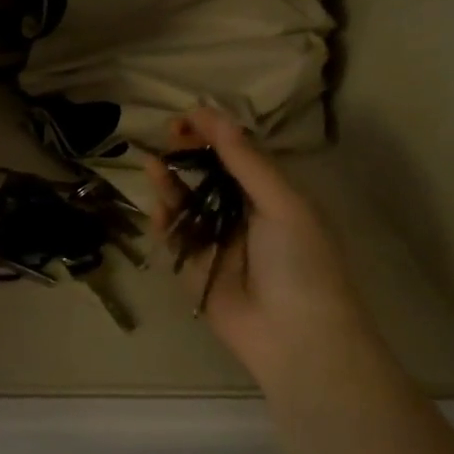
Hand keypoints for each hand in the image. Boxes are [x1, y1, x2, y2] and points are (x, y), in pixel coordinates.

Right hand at [144, 108, 370, 387]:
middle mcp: (245, 215)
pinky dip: (164, 222)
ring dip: (171, 184)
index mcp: (274, 196)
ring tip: (154, 165)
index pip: (239, 155)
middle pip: (209, 176)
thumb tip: (214, 116)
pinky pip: (175, 238)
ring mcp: (218, 243)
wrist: (295, 337)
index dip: (214, 134)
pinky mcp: (195, 269)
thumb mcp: (282, 203)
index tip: (187, 118)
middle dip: (188, 155)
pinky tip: (156, 207)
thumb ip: (245, 161)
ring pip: (187, 205)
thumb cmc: (300, 262)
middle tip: (167, 137)